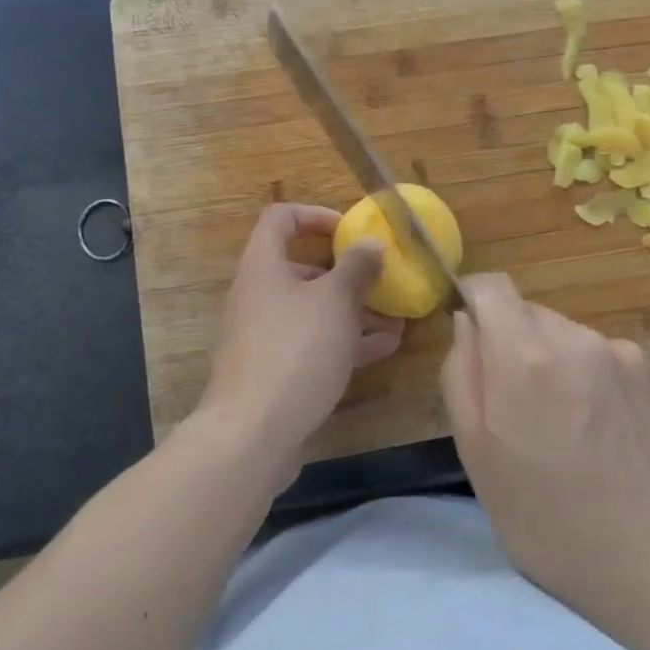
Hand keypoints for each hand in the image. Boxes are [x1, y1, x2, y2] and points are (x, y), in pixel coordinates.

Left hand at [195, 203, 403, 482]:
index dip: (316, 216)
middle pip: (303, 270)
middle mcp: (259, 296)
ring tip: (397, 318)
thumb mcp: (335, 302)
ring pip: (314, 311)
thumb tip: (370, 243)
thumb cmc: (295, 350)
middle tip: (384, 281)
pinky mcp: (276, 370)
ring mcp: (265, 335)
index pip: (281, 219)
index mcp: (263, 266)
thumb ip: (356, 268)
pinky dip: (346, 341)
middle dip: (348, 275)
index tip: (350, 230)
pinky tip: (385, 347)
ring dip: (354, 311)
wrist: (252, 433)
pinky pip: (314, 343)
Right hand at [441, 275, 649, 645]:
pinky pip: (599, 353)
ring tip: (565, 425)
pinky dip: (587, 375)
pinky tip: (600, 428)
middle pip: (526, 312)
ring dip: (551, 360)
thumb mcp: (476, 456)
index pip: (491, 286)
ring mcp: (619, 352)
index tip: (471, 337)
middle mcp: (574, 338)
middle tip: (518, 408)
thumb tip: (465, 321)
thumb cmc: (548, 521)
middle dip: (511, 344)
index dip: (473, 300)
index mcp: (524, 357)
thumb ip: (460, 374)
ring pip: (563, 333)